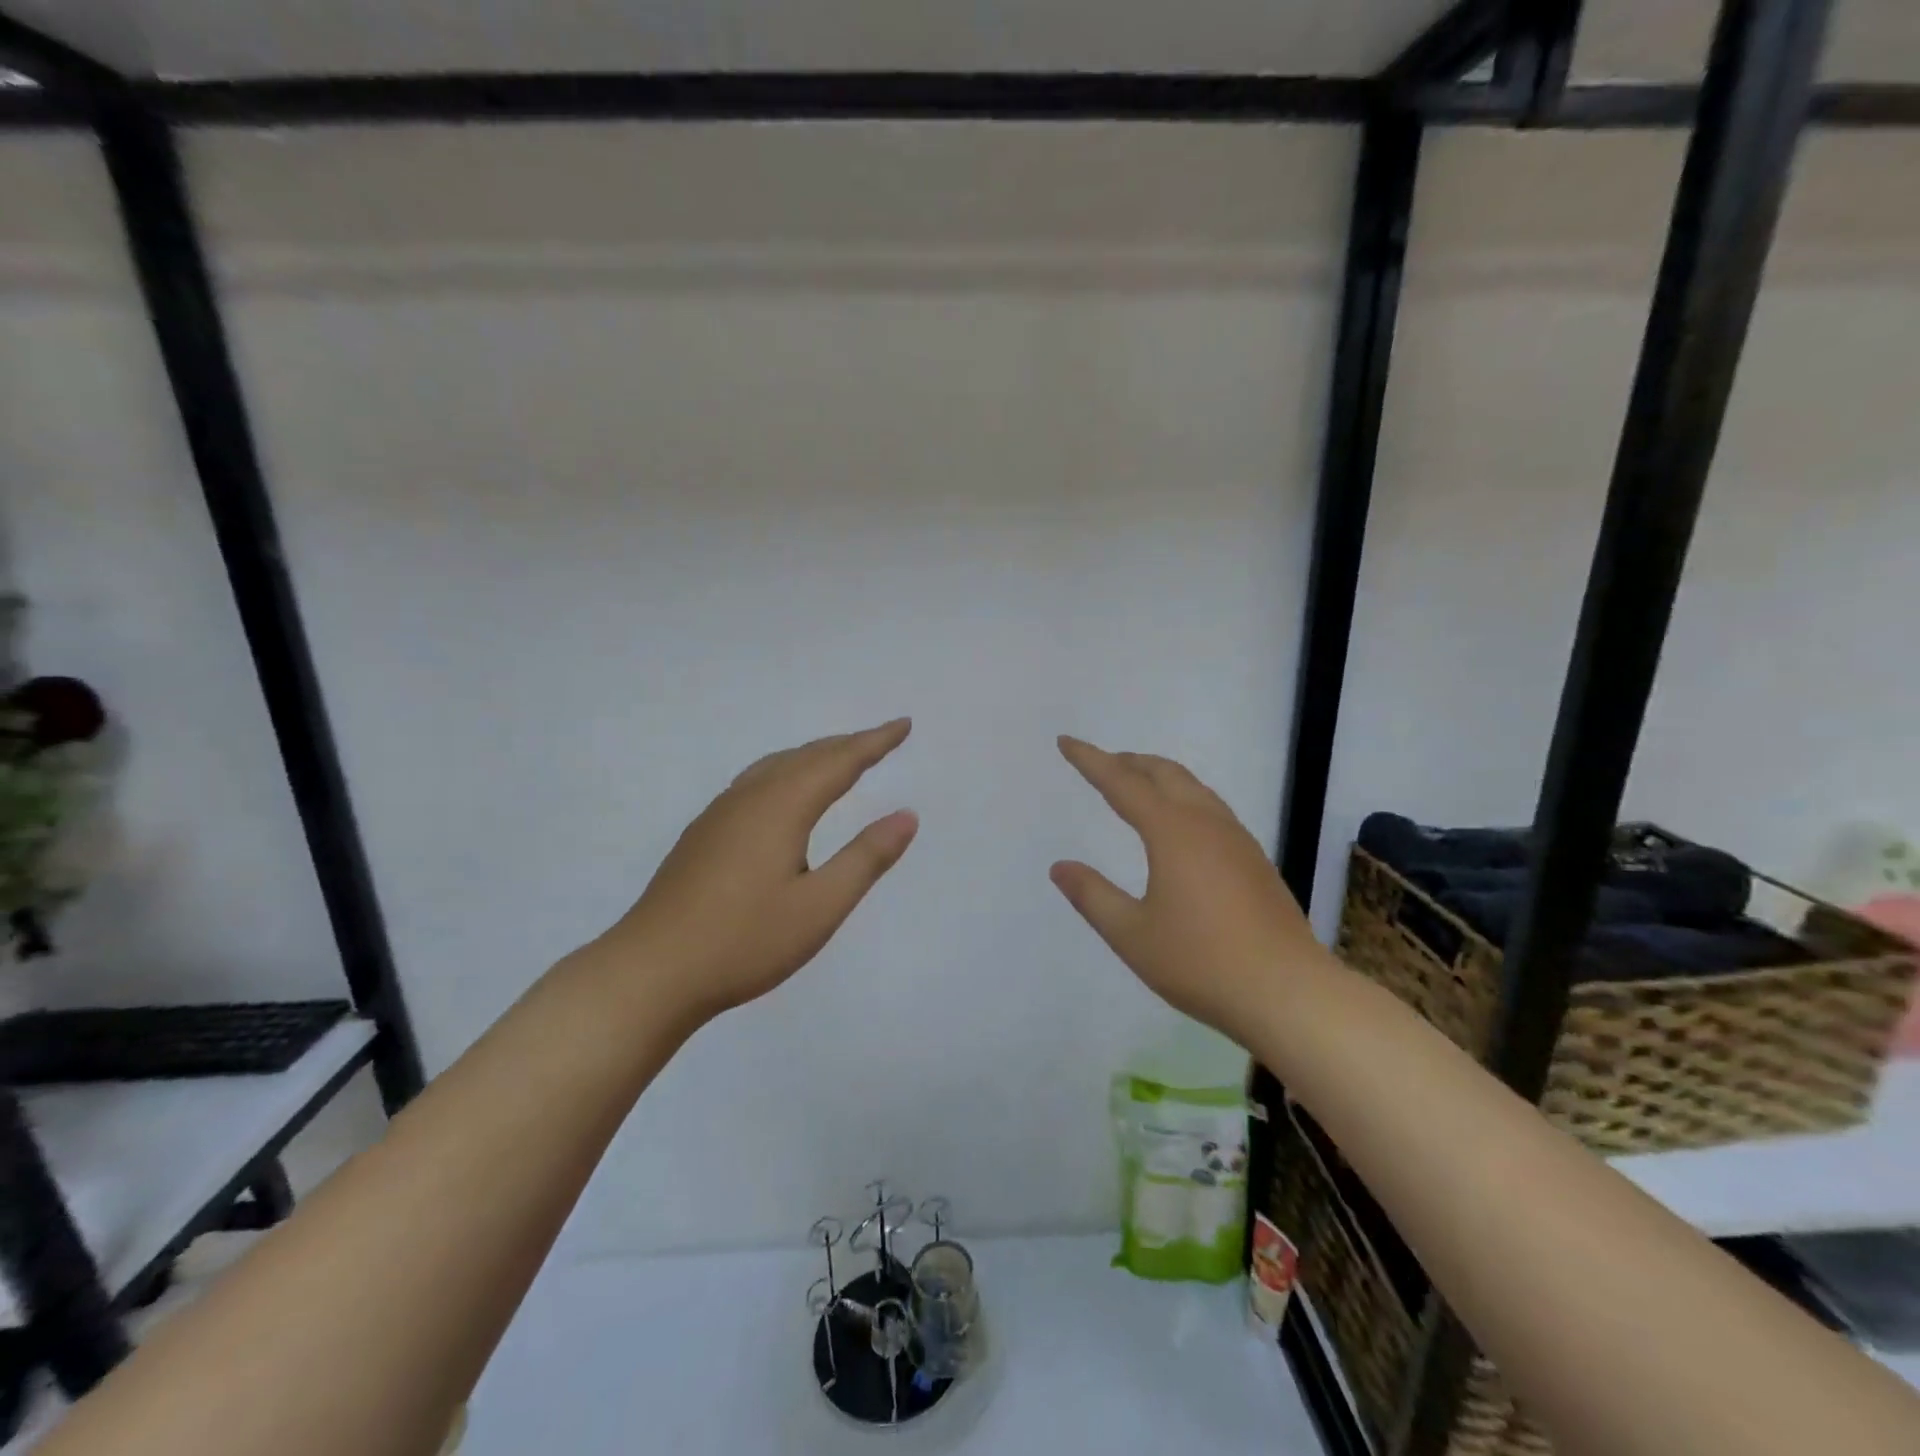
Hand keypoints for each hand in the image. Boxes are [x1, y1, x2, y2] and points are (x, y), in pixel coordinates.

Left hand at [593, 719, 918, 1024]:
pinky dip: (786, 773)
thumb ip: (866, 858)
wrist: (650, 973)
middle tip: (882, 739)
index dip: (874, 742)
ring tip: (839, 759)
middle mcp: (749, 798)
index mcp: (781, 808)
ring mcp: (719, 814)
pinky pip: (755, 782)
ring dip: (814, 756)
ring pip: (776, 766)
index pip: (839, 762)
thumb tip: (907, 815)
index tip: (903, 724)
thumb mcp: (820, 907)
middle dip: (847, 744)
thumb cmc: (744, 942)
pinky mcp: (703, 835)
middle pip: (806, 757)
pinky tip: (783, 796)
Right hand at [1050, 736, 1324, 1043]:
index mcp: (1172, 832)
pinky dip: (1183, 798)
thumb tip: (1060, 867)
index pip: (1122, 783)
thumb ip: (1092, 896)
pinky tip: (1180, 825)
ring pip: (1193, 788)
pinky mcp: (1255, 860)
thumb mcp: (1132, 935)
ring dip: (1159, 777)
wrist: (1289, 993)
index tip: (1067, 742)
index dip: (1091, 760)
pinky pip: (1211, 808)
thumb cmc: (1201, 962)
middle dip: (1128, 762)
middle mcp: (1206, 823)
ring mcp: (1237, 840)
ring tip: (1136, 785)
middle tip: (1101, 762)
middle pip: (1164, 773)